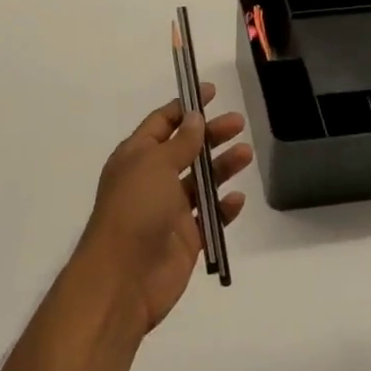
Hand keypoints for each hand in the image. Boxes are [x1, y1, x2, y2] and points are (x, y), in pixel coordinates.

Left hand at [76, 84, 252, 335]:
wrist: (123, 279)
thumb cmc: (135, 210)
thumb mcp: (155, 165)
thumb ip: (180, 142)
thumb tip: (195, 117)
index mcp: (136, 157)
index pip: (162, 123)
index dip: (185, 107)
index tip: (210, 92)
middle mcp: (152, 180)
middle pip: (186, 150)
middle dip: (211, 135)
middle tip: (238, 122)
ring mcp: (169, 211)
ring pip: (201, 182)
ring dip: (222, 167)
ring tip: (246, 154)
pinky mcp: (186, 238)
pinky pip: (209, 217)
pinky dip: (224, 208)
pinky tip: (237, 199)